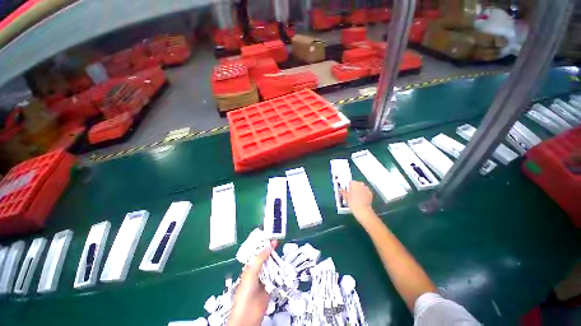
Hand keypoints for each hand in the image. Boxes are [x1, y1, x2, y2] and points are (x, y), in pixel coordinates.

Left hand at [228, 240, 276, 325]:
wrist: (248, 315)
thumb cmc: (245, 292)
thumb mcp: (251, 272)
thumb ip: (260, 259)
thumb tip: (269, 246)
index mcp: (249, 267)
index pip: (257, 252)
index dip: (263, 245)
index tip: (271, 238)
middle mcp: (257, 271)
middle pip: (265, 258)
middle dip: (270, 250)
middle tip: (278, 242)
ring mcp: (264, 278)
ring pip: (271, 266)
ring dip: (276, 260)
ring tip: (281, 251)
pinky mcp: (270, 286)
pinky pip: (276, 276)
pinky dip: (280, 271)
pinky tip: (284, 265)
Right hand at [341, 181, 375, 222]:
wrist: (362, 210)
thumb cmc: (352, 202)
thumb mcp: (345, 197)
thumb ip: (342, 191)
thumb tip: (340, 189)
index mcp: (354, 184)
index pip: (351, 182)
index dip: (348, 185)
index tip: (347, 189)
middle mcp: (361, 184)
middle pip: (357, 184)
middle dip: (354, 187)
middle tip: (351, 193)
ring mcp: (367, 189)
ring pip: (362, 187)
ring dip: (359, 190)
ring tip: (356, 196)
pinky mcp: (370, 194)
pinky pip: (366, 192)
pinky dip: (364, 194)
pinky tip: (361, 198)